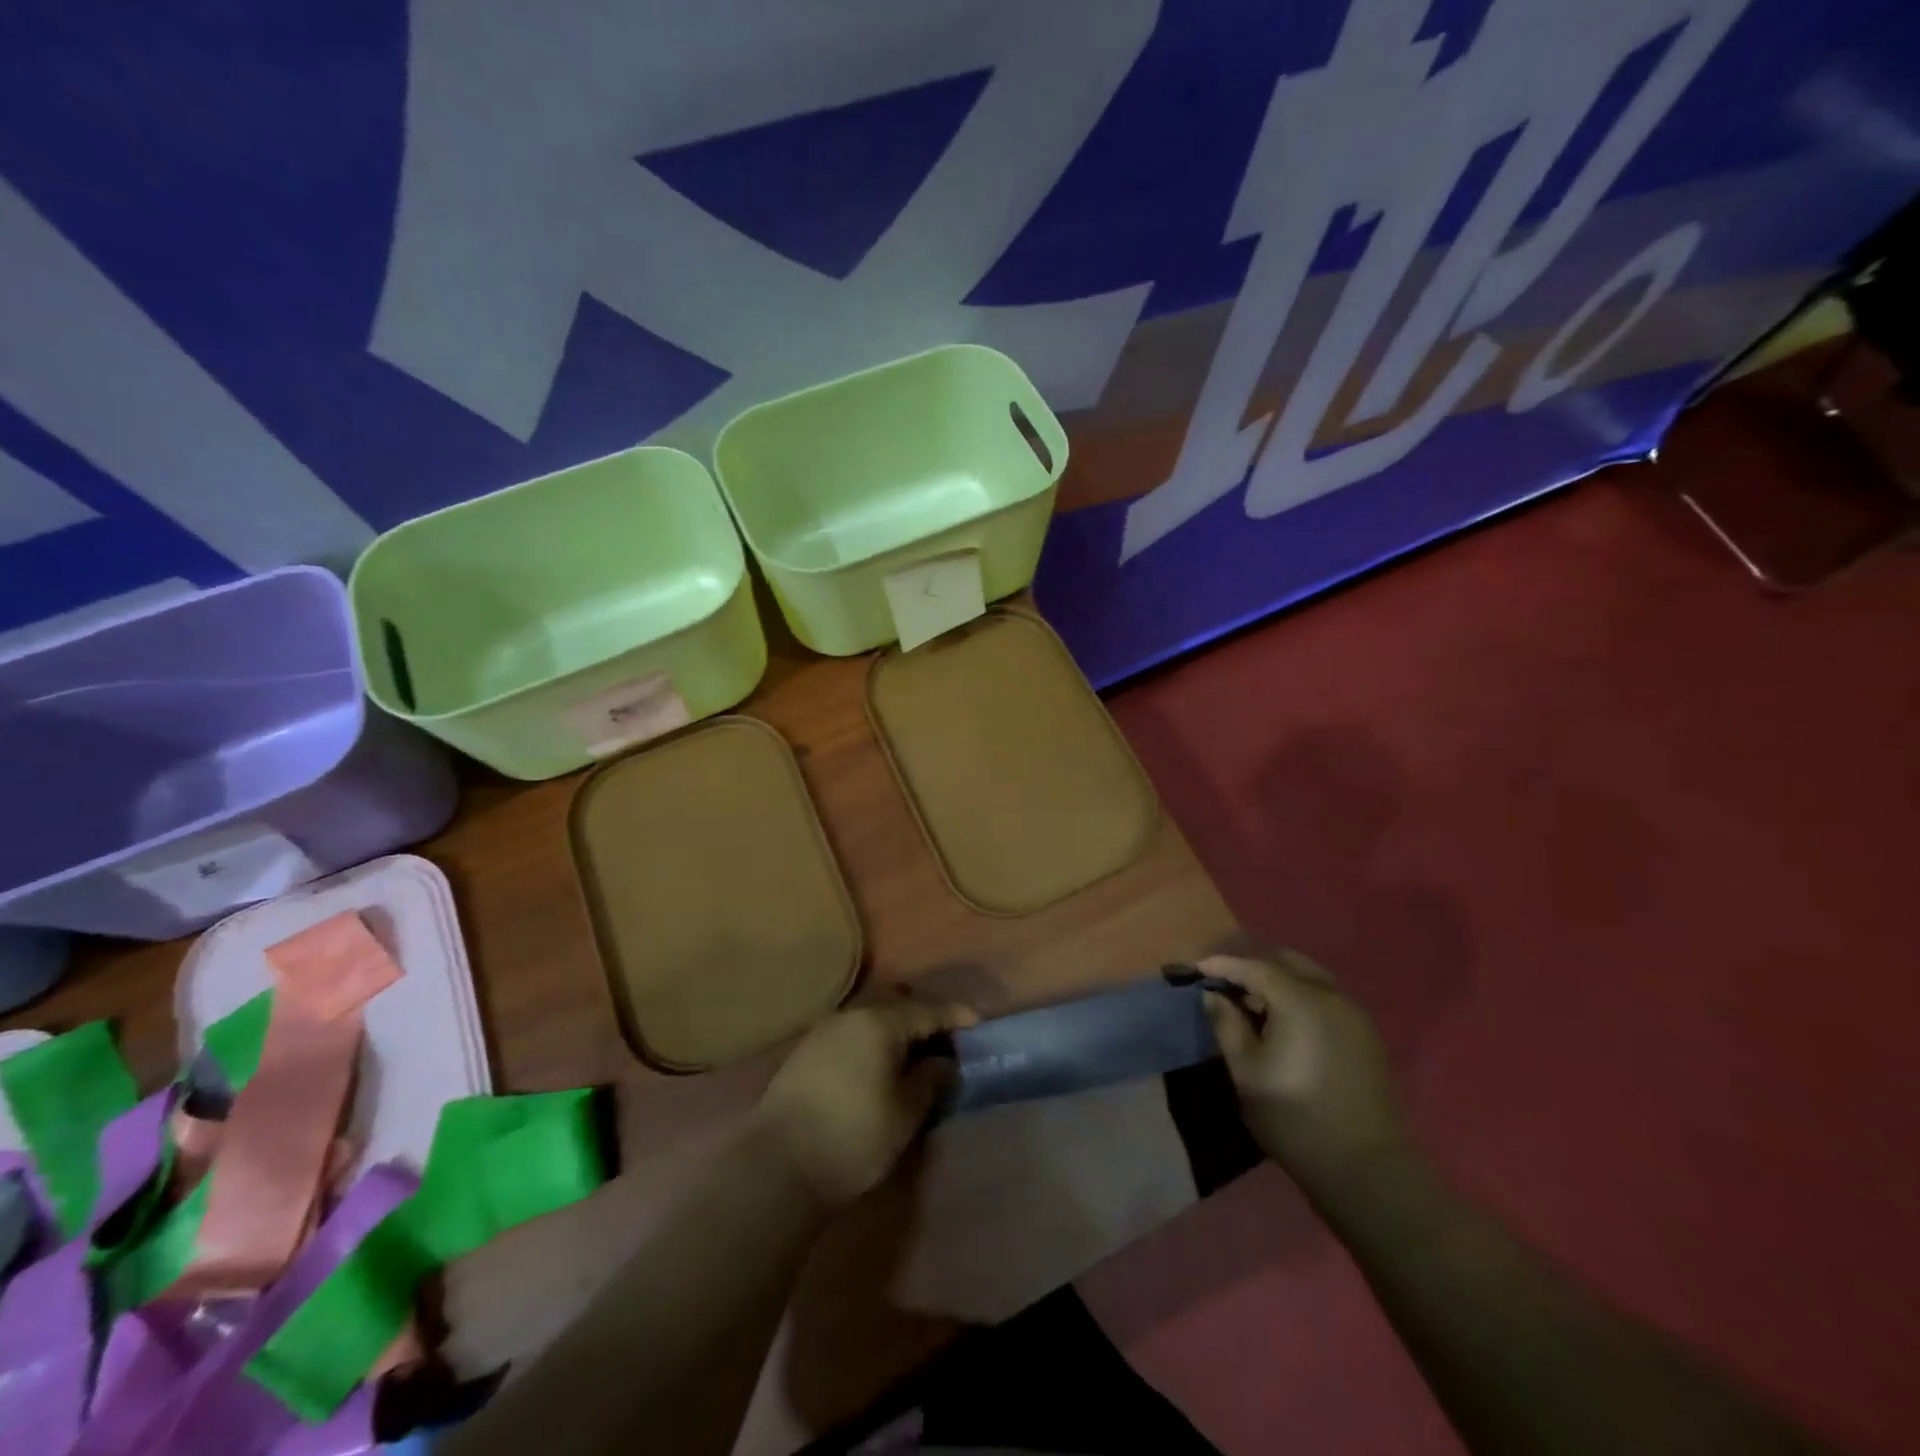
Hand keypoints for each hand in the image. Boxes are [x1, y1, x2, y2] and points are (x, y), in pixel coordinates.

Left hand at [753, 998, 978, 1207]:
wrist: (778, 1166)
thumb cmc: (853, 1136)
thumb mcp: (905, 1113)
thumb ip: (929, 1080)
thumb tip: (943, 1061)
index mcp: (880, 1022)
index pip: (928, 1009)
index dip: (956, 1015)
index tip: (979, 1022)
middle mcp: (852, 1015)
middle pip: (898, 1006)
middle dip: (925, 1018)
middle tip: (948, 1037)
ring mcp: (825, 1031)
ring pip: (872, 1018)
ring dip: (897, 1030)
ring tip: (916, 1051)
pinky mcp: (806, 1051)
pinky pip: (853, 1033)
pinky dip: (873, 1041)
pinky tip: (880, 1063)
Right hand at [1201, 951, 1411, 1191]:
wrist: (1367, 1170)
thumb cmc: (1295, 1119)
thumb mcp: (1247, 1072)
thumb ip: (1227, 1024)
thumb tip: (1213, 995)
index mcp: (1300, 1001)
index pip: (1254, 967)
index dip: (1222, 965)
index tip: (1197, 970)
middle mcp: (1331, 996)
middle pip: (1286, 962)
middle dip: (1253, 967)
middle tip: (1226, 987)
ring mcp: (1355, 1015)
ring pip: (1310, 978)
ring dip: (1279, 982)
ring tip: (1254, 1007)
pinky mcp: (1367, 1036)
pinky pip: (1327, 999)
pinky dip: (1301, 997)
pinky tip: (1286, 1024)